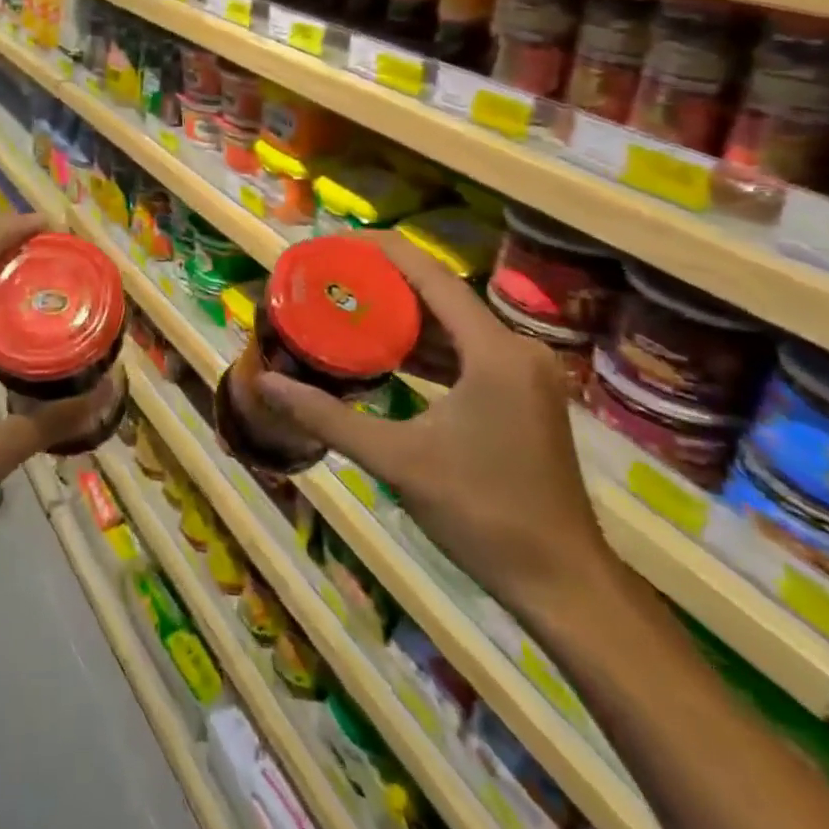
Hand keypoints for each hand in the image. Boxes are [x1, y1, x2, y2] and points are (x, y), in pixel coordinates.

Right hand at [255, 231, 615, 615]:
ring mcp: (524, 374)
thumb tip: (267, 385)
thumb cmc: (481, 514)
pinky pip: (466, 354)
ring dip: (404, 318)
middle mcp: (515, 350)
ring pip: (454, 326)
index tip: (334, 244)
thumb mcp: (396, 459)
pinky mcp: (523, 397)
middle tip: (331, 280)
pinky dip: (427, 349)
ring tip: (348, 308)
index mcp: (493, 352)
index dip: (381, 252)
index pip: (430, 276)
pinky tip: (386, 355)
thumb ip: (327, 417)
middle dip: (385, 285)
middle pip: (441, 296)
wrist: (562, 583)